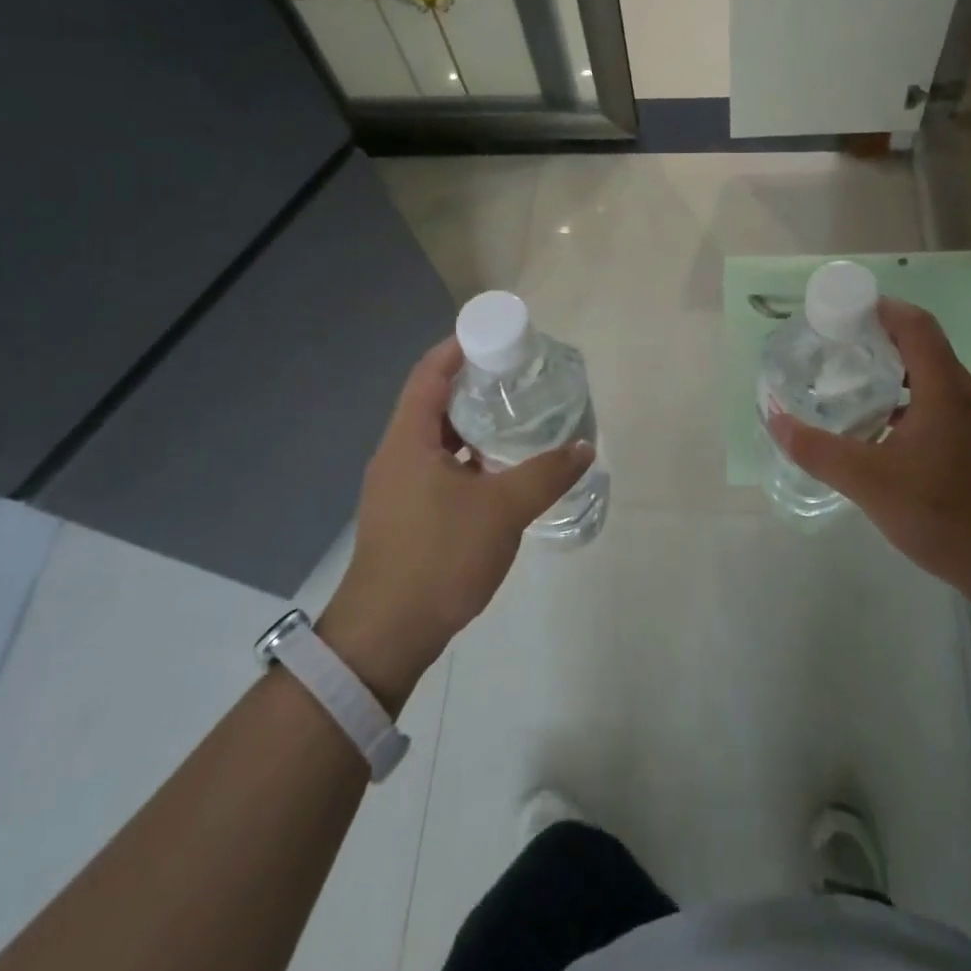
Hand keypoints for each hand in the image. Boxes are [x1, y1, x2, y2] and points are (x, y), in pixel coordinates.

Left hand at [319, 337, 593, 709]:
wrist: (387, 634)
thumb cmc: (439, 557)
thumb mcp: (502, 511)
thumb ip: (546, 475)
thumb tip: (584, 448)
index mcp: (408, 440)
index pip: (429, 374)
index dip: (458, 348)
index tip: (495, 337)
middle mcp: (397, 454)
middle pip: (433, 402)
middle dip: (472, 384)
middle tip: (516, 376)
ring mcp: (398, 487)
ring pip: (436, 439)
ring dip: (471, 424)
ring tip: (514, 417)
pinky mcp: (406, 514)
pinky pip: (438, 468)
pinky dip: (467, 458)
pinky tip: (499, 470)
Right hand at [767, 298, 970, 589]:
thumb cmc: (945, 513)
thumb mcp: (869, 482)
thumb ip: (818, 450)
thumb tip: (776, 420)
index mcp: (945, 388)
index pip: (914, 325)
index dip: (878, 308)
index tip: (840, 313)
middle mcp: (968, 396)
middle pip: (922, 350)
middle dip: (878, 344)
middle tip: (834, 355)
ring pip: (933, 384)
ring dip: (894, 380)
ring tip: (852, 395)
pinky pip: (942, 411)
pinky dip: (910, 409)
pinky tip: (885, 442)